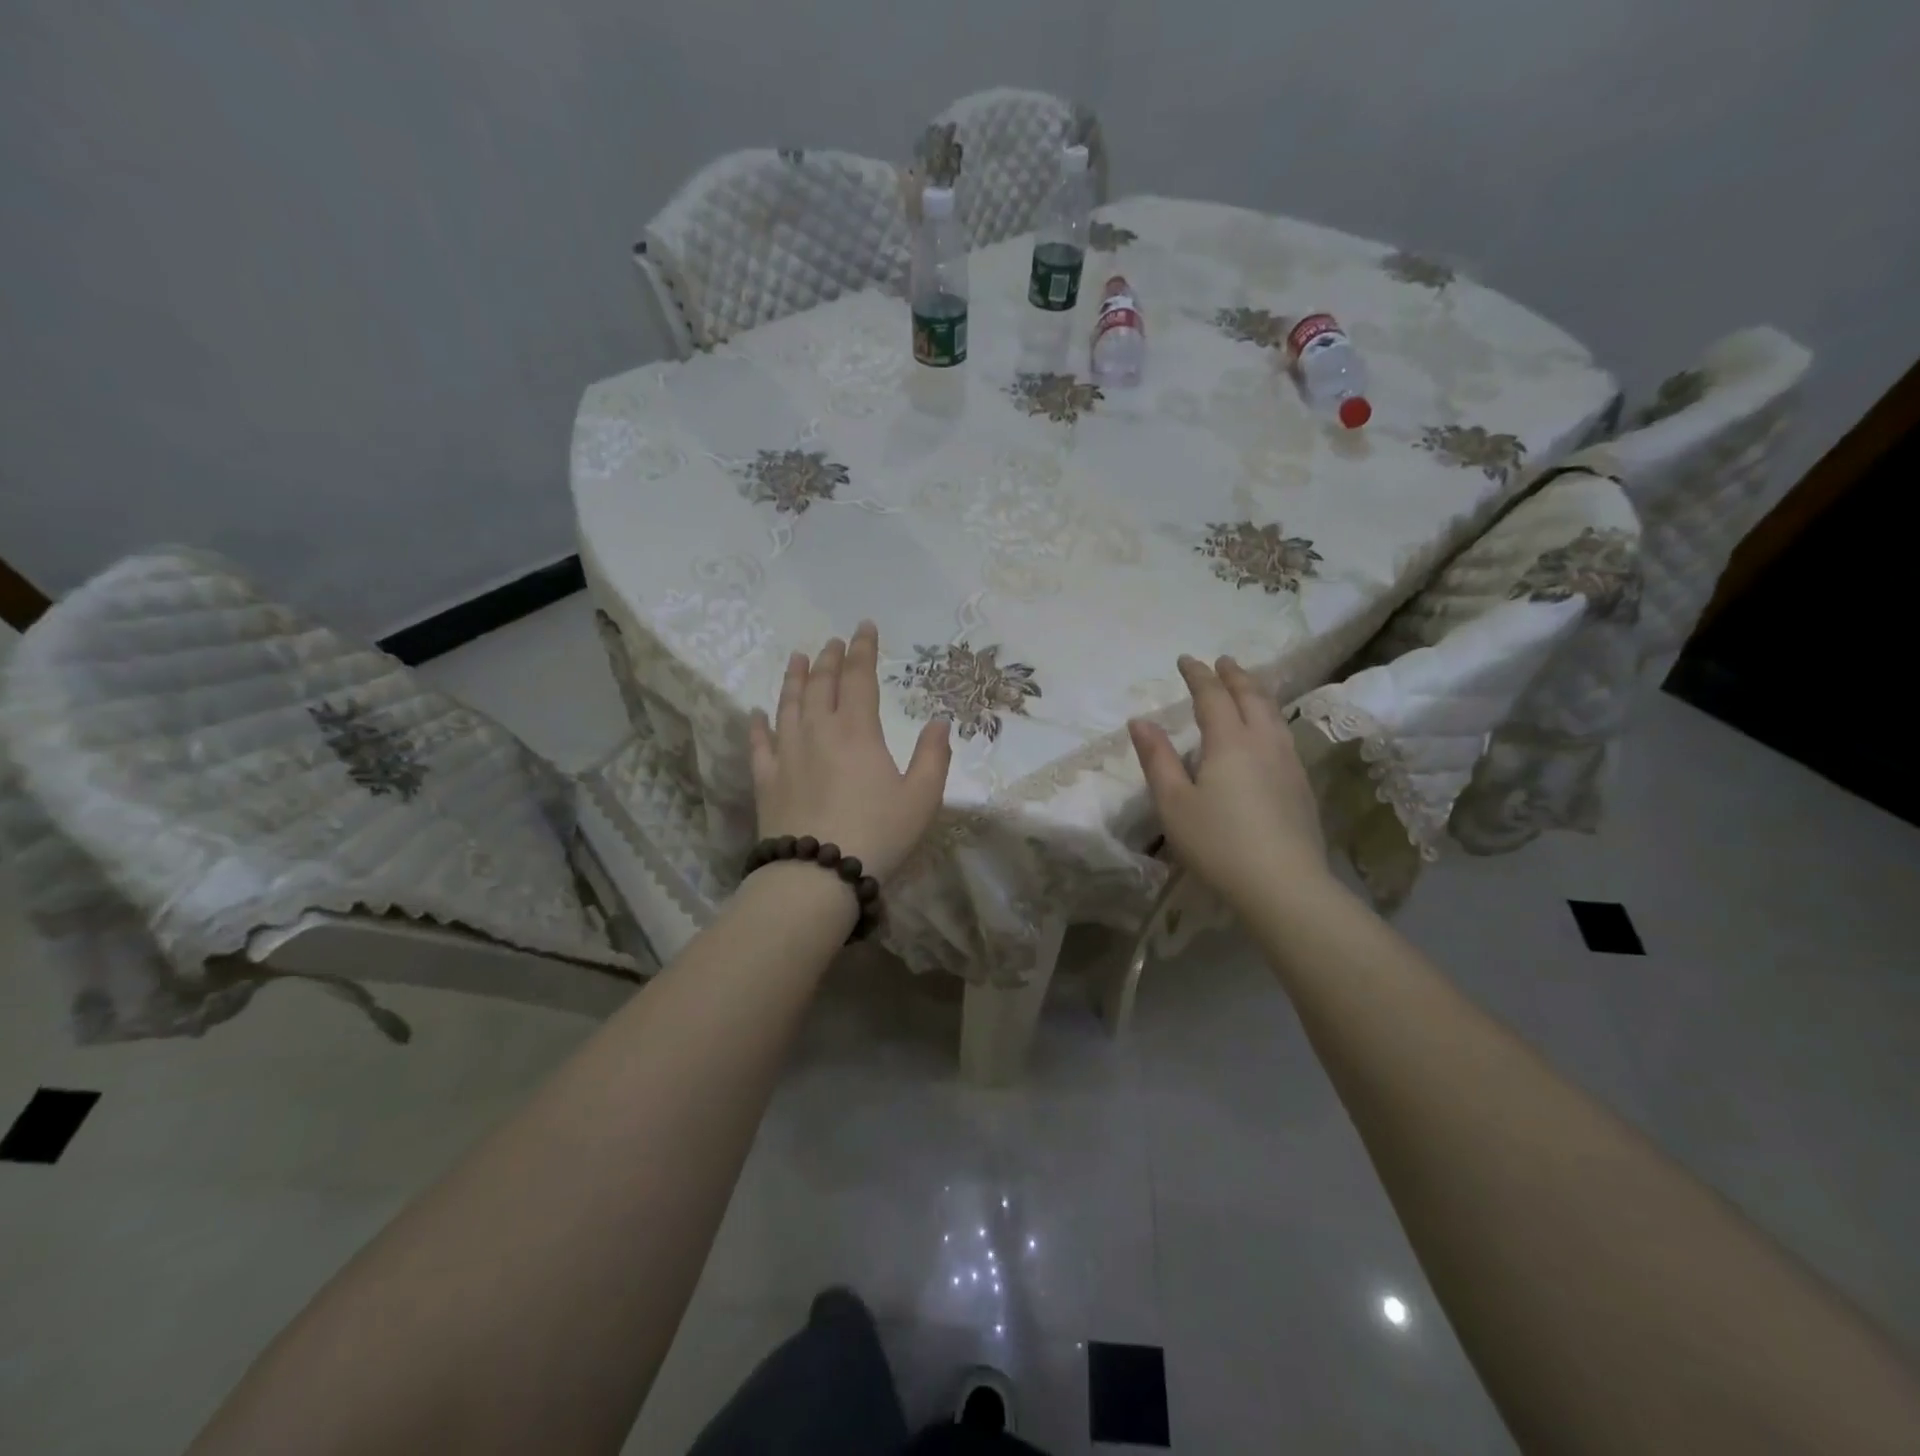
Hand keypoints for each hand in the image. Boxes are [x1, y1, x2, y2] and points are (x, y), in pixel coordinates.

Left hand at [749, 621, 951, 881]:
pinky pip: (759, 743)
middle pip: (821, 684)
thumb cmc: (878, 834)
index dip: (864, 650)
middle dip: (829, 658)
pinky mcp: (766, 779)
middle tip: (833, 642)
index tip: (864, 627)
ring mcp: (786, 754)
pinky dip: (758, 724)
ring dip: (793, 678)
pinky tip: (757, 713)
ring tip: (797, 658)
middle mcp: (818, 731)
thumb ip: (934, 756)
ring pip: (788, 704)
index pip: (860, 677)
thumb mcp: (923, 798)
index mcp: (857, 731)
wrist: (817, 875)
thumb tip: (939, 721)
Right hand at [1128, 654, 1328, 912]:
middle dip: (1234, 676)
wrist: (1283, 885)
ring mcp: (1288, 763)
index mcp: (1229, 742)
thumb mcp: (1173, 803)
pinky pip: (1284, 735)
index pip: (1212, 696)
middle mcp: (1264, 743)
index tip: (1186, 659)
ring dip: (1257, 693)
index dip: (1198, 675)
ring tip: (1248, 686)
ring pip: (1274, 715)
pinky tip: (1269, 733)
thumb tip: (1140, 721)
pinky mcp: (1301, 786)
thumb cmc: (1218, 843)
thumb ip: (1157, 759)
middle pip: (1251, 697)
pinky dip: (1270, 718)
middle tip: (1222, 661)